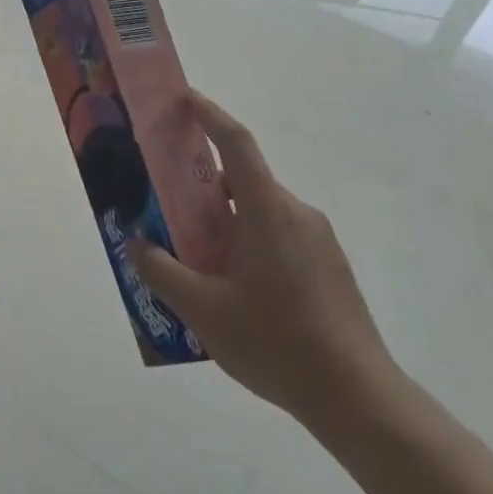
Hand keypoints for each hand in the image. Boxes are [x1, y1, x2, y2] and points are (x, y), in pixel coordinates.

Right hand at [131, 93, 399, 426]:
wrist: (356, 395)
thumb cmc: (275, 342)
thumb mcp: (203, 311)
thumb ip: (163, 272)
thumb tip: (136, 245)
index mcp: (267, 210)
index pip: (236, 143)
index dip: (209, 114)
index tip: (184, 98)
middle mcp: (296, 212)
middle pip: (244, 182)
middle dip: (204, 188)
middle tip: (167, 208)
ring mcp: (318, 240)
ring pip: (260, 214)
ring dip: (225, 224)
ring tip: (195, 262)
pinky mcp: (328, 266)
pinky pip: (279, 238)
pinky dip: (248, 245)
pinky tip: (233, 291)